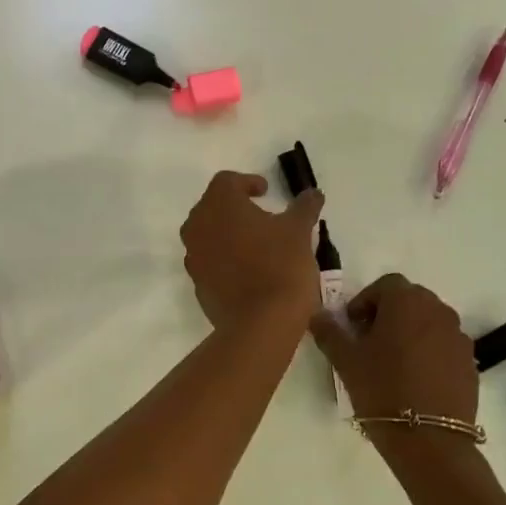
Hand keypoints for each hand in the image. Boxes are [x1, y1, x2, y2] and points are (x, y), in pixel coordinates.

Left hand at [179, 171, 323, 329]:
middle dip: (235, 207)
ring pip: (208, 233)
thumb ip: (304, 207)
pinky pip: (209, 260)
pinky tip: (247, 269)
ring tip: (256, 243)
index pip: (227, 181)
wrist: (259, 323)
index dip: (247, 182)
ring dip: (228, 233)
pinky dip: (224, 258)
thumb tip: (312, 193)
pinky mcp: (196, 282)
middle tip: (261, 216)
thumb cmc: (280, 266)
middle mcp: (198, 225)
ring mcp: (193, 255)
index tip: (265, 192)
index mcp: (219, 204)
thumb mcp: (299, 231)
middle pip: (213, 206)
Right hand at [312, 274, 477, 425]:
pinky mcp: (470, 363)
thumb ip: (329, 331)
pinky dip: (429, 352)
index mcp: (406, 301)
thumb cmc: (382, 388)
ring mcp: (458, 336)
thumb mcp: (345, 359)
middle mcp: (438, 310)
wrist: (429, 440)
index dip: (365, 301)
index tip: (353, 327)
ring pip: (429, 323)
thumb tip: (318, 315)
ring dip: (410, 332)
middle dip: (388, 314)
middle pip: (410, 300)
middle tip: (369, 342)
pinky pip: (444, 346)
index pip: (384, 285)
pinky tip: (415, 380)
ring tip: (393, 362)